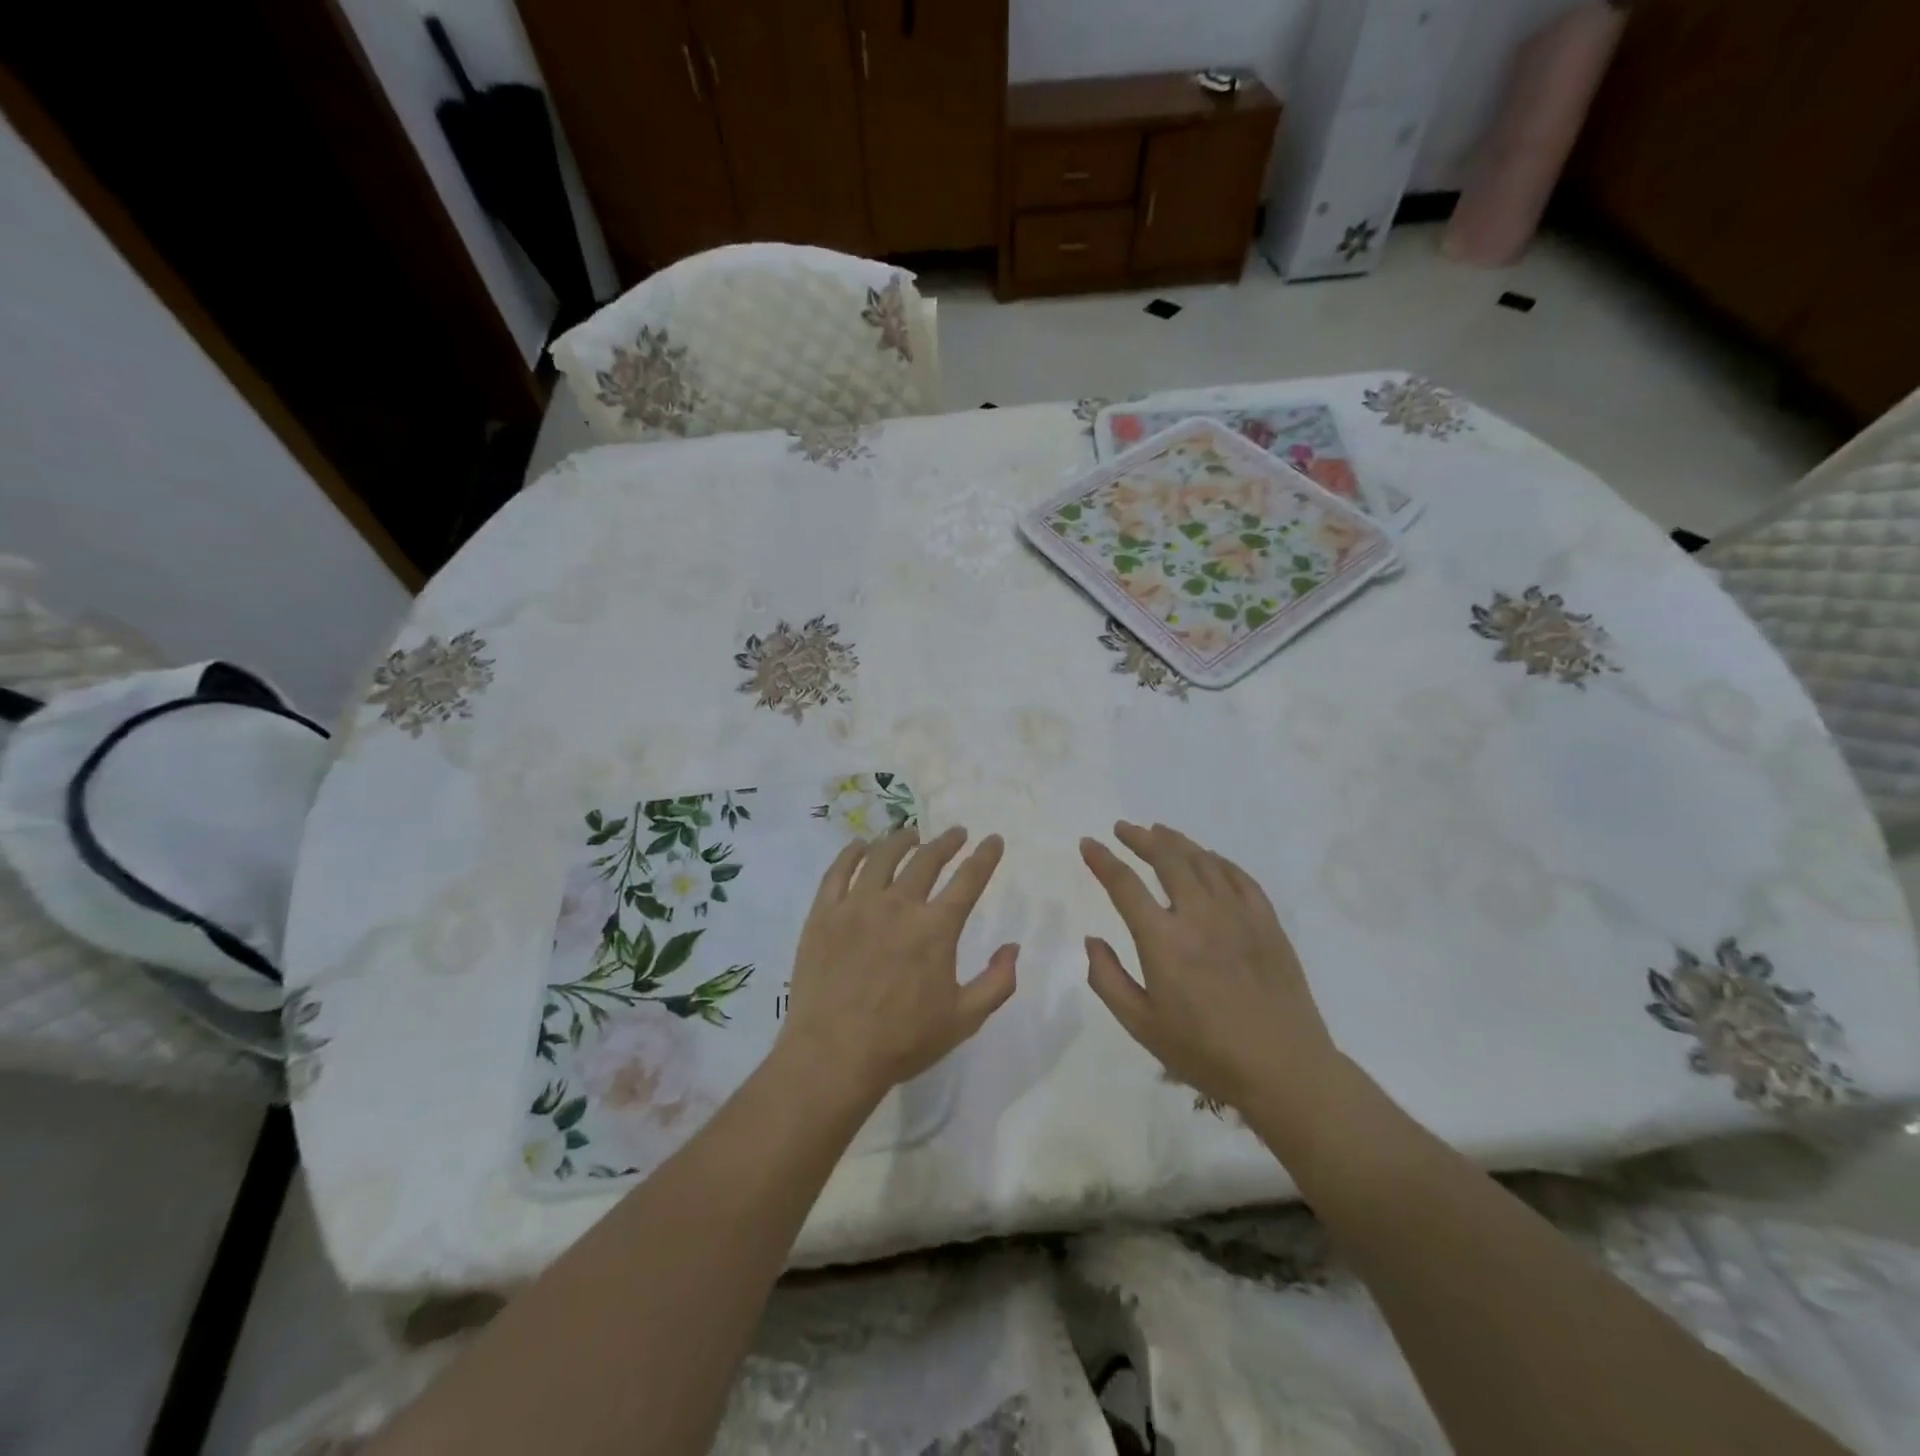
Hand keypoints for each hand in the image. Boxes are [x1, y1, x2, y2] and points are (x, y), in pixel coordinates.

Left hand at [780, 827, 1016, 1106]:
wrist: (833, 1055)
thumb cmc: (903, 1041)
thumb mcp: (964, 1020)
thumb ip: (997, 982)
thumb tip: (1013, 946)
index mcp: (935, 928)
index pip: (968, 880)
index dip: (984, 857)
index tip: (993, 840)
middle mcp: (898, 905)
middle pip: (926, 860)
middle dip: (946, 842)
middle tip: (956, 833)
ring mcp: (857, 906)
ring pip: (882, 857)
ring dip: (901, 840)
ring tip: (911, 834)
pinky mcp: (824, 914)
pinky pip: (838, 871)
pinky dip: (852, 852)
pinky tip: (860, 845)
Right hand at [1080, 822, 1335, 1110]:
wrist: (1283, 1069)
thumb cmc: (1205, 1052)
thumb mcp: (1141, 1025)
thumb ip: (1108, 979)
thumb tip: (1092, 940)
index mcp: (1162, 940)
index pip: (1125, 885)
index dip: (1103, 860)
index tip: (1088, 843)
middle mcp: (1199, 915)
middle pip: (1167, 859)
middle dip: (1140, 839)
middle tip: (1124, 829)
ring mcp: (1237, 914)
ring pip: (1203, 861)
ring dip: (1176, 842)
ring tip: (1159, 832)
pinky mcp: (1267, 922)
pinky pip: (1239, 877)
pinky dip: (1217, 860)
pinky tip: (1208, 858)